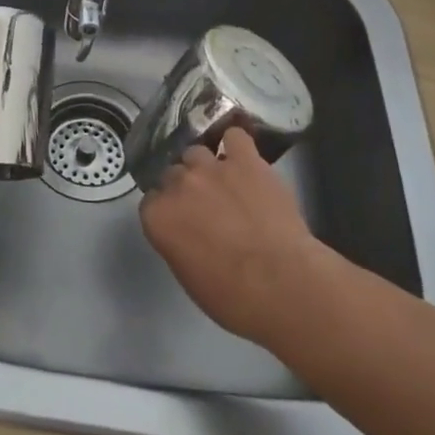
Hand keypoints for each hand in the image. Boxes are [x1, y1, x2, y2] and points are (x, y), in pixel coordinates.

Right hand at [138, 126, 324, 348]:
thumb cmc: (233, 298)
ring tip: (224, 183)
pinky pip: (234, 137)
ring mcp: (211, 168)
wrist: (283, 284)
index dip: (167, 211)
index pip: (152, 202)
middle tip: (205, 207)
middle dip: (185, 188)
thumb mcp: (189, 276)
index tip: (181, 222)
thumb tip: (185, 233)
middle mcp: (178, 185)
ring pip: (196, 152)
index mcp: (158, 217)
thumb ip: (177, 243)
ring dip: (205, 167)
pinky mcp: (245, 160)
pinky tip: (241, 156)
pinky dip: (235, 145)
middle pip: (172, 174)